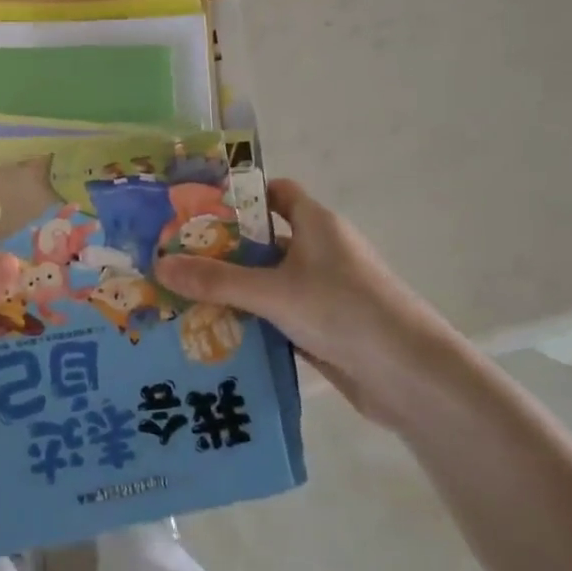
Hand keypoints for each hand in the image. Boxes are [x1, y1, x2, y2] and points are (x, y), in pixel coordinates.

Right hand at [153, 179, 467, 426]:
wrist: (412, 377)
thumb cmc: (345, 311)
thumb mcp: (275, 292)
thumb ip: (217, 280)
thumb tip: (159, 265)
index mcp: (316, 224)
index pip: (275, 193)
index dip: (240, 197)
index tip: (197, 208)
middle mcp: (319, 251)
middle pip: (263, 240)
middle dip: (222, 248)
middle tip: (174, 257)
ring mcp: (321, 291)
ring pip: (267, 281)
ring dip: (233, 289)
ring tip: (181, 295)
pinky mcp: (322, 327)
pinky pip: (276, 314)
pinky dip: (250, 320)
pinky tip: (212, 332)